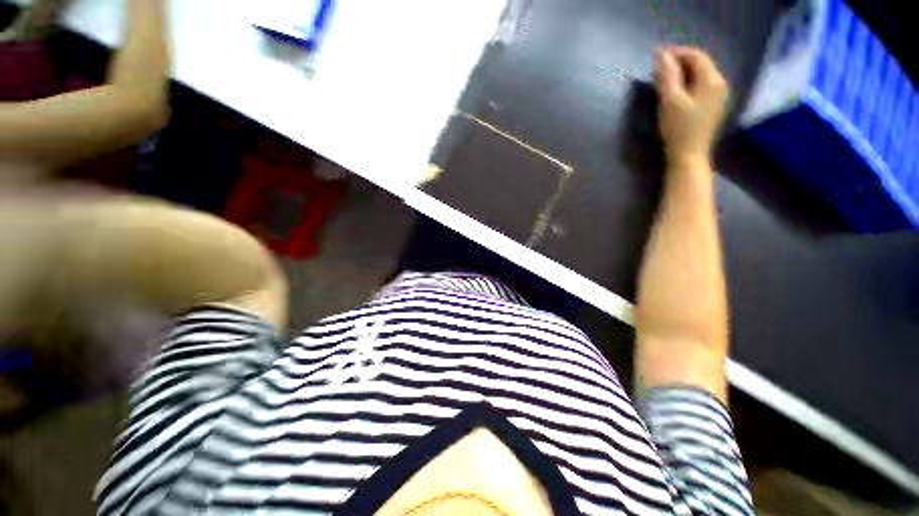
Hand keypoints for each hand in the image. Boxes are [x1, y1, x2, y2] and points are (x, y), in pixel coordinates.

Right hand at [654, 46, 728, 165]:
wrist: (689, 156)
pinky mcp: (712, 107)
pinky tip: (676, 91)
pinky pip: (700, 86)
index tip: (658, 55)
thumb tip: (662, 54)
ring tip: (664, 78)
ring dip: (683, 73)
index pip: (696, 56)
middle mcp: (720, 84)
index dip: (678, 52)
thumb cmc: (679, 129)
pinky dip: (687, 83)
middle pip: (700, 64)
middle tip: (659, 67)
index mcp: (712, 80)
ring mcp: (718, 96)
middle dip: (680, 62)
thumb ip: (667, 76)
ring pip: (700, 76)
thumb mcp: (670, 101)